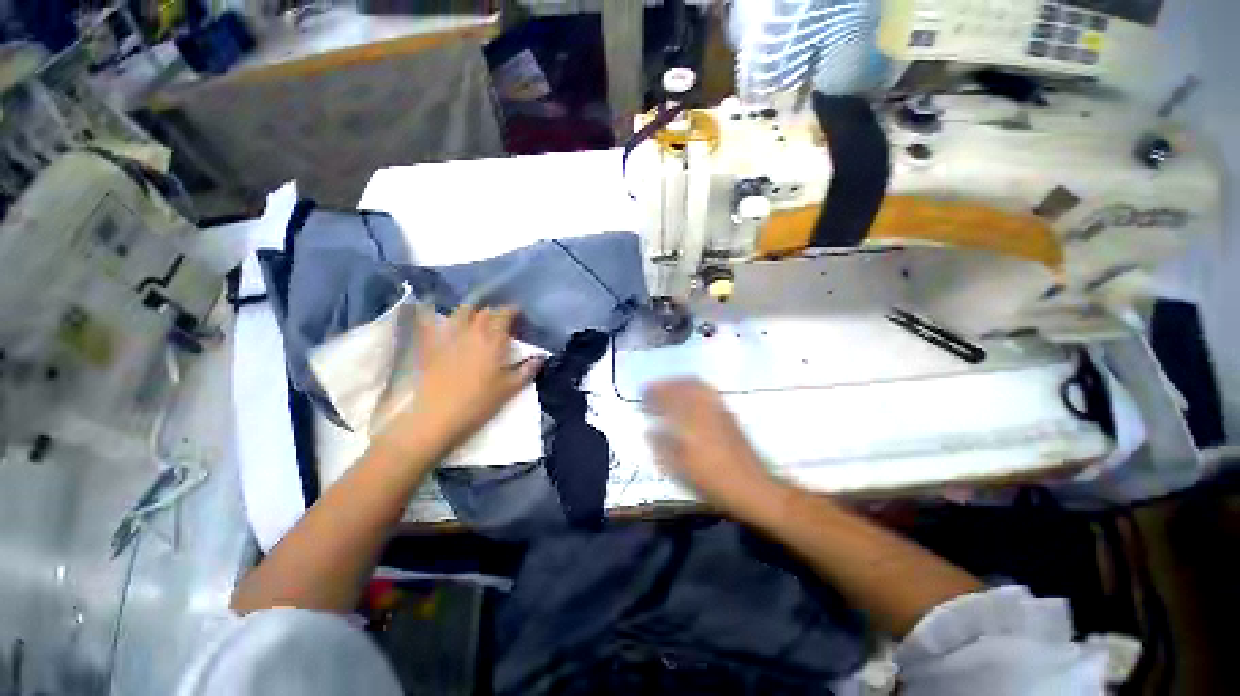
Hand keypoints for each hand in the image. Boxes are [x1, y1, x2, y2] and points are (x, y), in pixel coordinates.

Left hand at [373, 305, 540, 463]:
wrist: (439, 417)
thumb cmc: (479, 403)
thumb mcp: (509, 389)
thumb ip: (526, 371)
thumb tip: (540, 357)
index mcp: (493, 342)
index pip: (504, 316)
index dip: (511, 311)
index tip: (517, 312)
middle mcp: (472, 333)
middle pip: (483, 312)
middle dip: (493, 312)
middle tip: (498, 319)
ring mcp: (448, 338)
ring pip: (460, 313)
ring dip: (470, 311)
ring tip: (473, 318)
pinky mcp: (430, 346)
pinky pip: (431, 323)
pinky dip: (435, 316)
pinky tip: (434, 315)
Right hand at [643, 379, 781, 513]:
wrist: (752, 487)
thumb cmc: (712, 481)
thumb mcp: (681, 470)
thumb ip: (662, 447)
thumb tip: (649, 431)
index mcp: (690, 422)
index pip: (668, 399)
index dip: (653, 393)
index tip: (642, 393)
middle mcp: (704, 409)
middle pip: (682, 387)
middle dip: (665, 384)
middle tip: (652, 388)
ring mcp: (718, 409)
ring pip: (695, 386)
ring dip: (679, 383)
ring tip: (668, 387)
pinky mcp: (728, 413)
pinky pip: (708, 391)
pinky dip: (694, 387)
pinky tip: (690, 395)